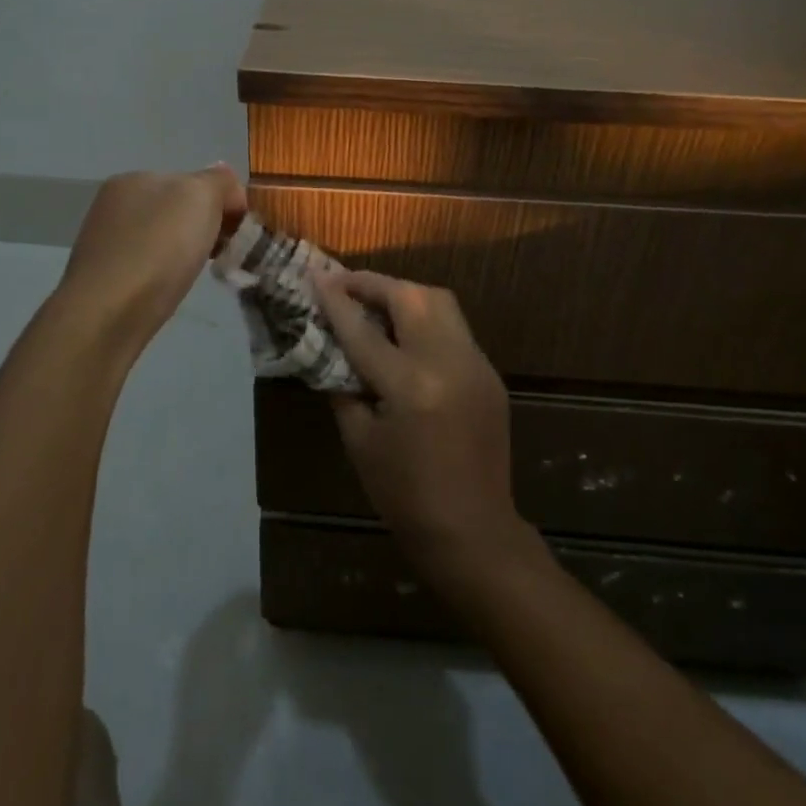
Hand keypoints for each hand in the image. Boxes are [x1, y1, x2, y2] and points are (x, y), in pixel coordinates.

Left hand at [58, 165, 246, 356]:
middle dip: (204, 227)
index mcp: (135, 178)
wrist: (107, 314)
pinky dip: (164, 274)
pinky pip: (147, 266)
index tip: (239, 232)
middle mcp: (115, 204)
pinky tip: (169, 288)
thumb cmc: (158, 248)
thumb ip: (218, 182)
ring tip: (197, 274)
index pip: (193, 180)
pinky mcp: (104, 278)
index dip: (223, 202)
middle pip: (177, 209)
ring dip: (185, 251)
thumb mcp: (200, 197)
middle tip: (223, 254)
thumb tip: (226, 183)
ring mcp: (106, 241)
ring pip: (163, 239)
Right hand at [313, 270, 529, 573]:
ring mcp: (475, 364)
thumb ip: (343, 386)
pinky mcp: (490, 373)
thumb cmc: (404, 495)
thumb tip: (331, 348)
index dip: (336, 300)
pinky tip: (406, 337)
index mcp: (410, 385)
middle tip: (346, 285)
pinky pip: (454, 329)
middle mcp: (448, 362)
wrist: (472, 530)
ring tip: (375, 304)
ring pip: (440, 302)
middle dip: (374, 283)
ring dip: (404, 294)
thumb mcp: (360, 441)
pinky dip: (426, 320)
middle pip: (411, 296)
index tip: (315, 276)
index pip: (363, 330)